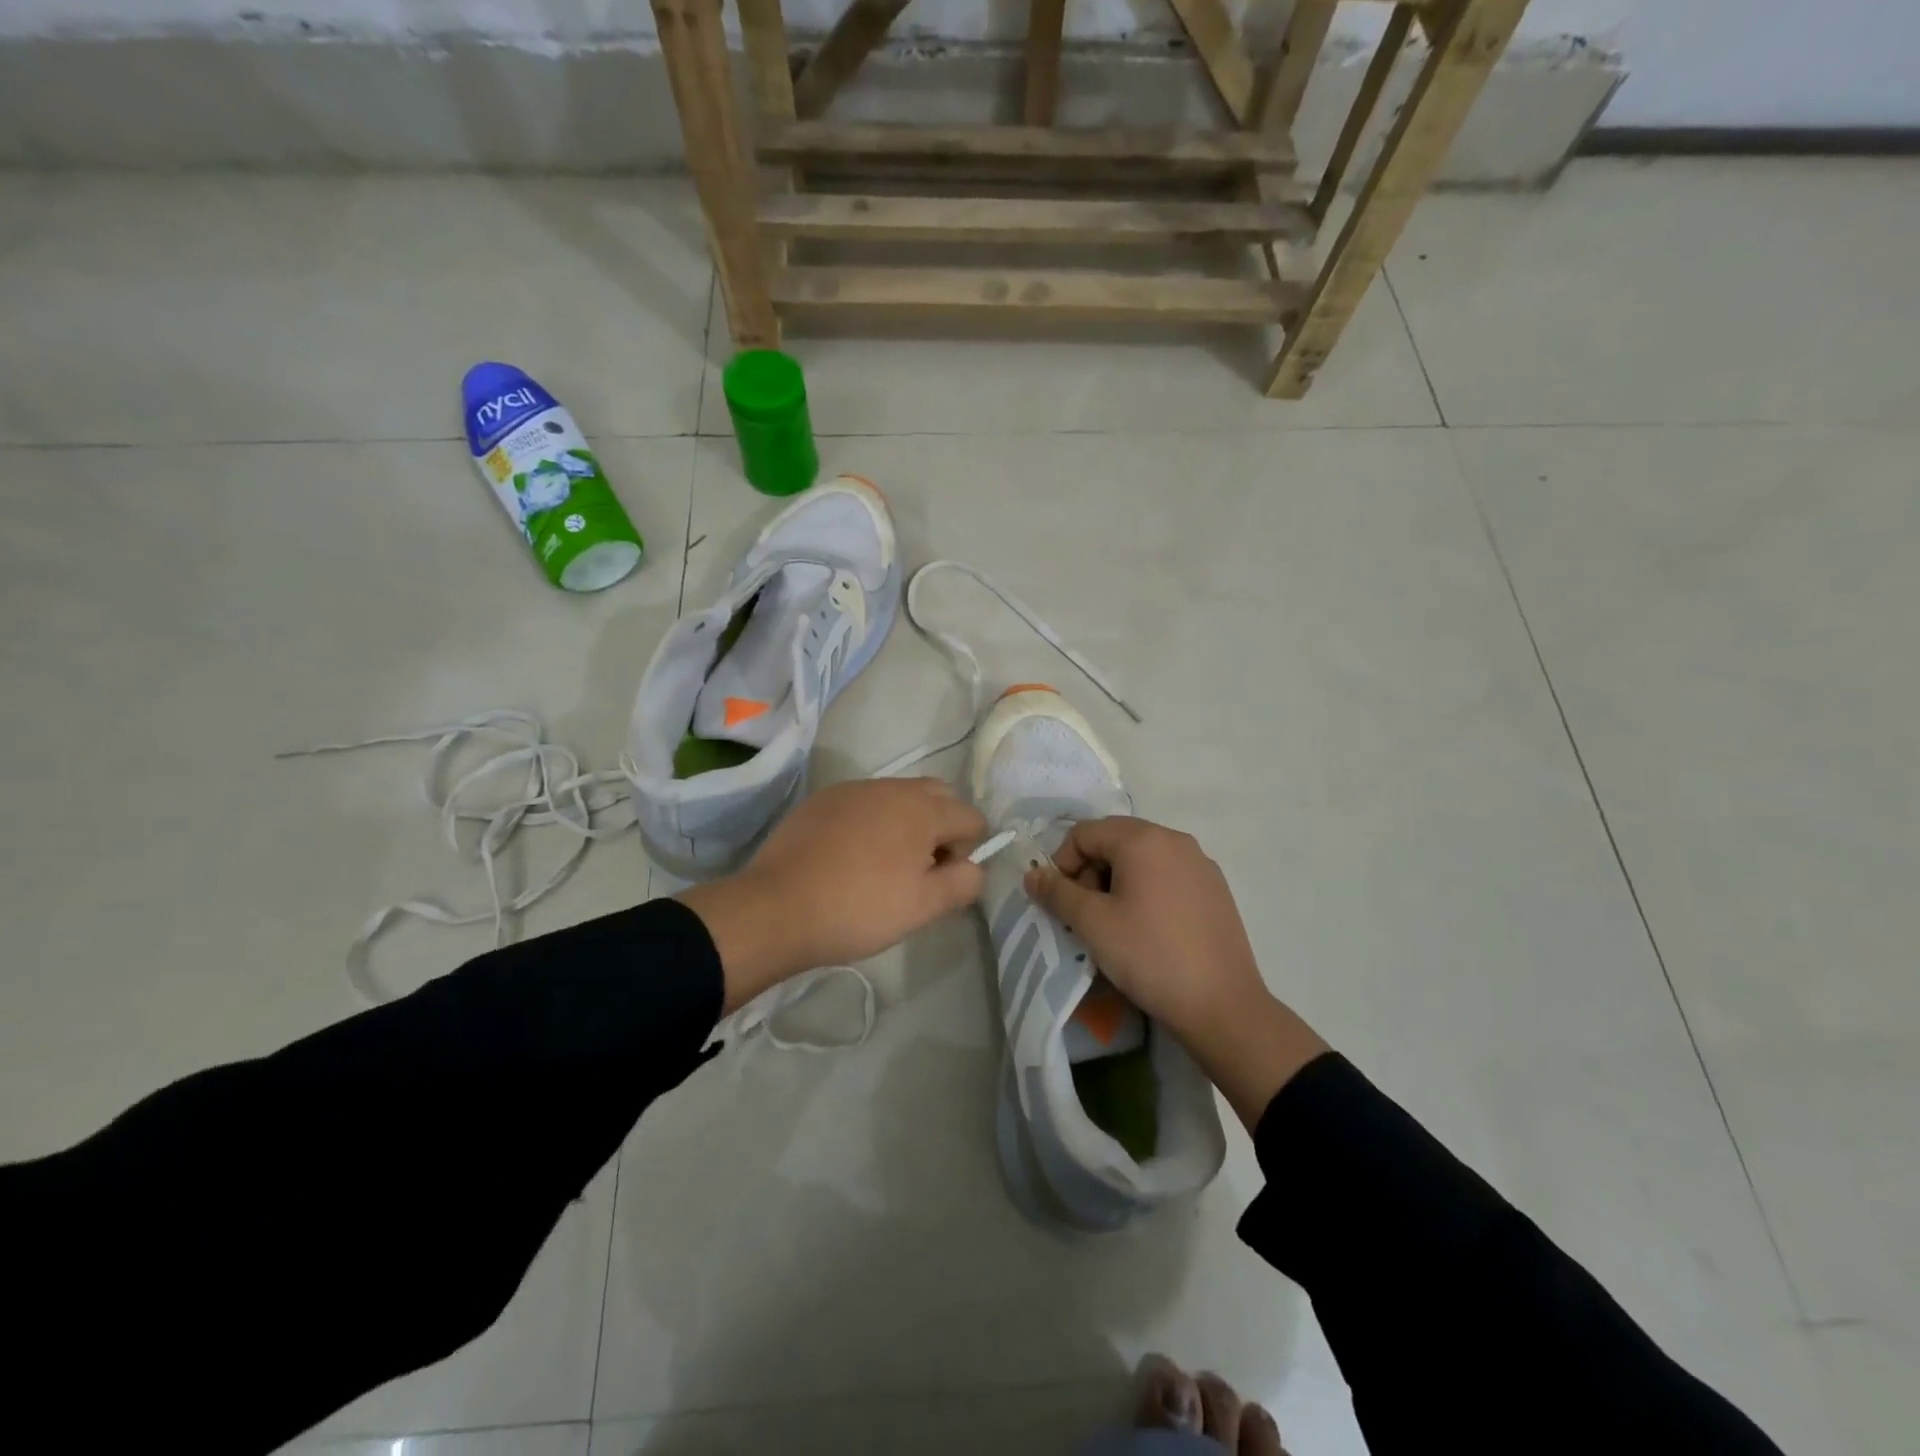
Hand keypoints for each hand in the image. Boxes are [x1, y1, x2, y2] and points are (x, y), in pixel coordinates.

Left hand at [677, 777, 986, 1013]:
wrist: (777, 908)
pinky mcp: (823, 799)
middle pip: (939, 796)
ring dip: (906, 823)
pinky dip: (871, 822)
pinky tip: (850, 857)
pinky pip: (864, 802)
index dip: (968, 851)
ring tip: (884, 866)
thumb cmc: (859, 909)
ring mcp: (854, 789)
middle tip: (921, 870)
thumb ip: (964, 882)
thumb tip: (975, 867)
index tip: (941, 881)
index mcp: (923, 809)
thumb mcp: (924, 906)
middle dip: (942, 828)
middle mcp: (892, 787)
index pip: (971, 817)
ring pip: (899, 797)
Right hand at [1025, 817, 1327, 1127]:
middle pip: (1114, 840)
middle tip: (1087, 916)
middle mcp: (1175, 839)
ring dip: (1117, 883)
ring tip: (1116, 926)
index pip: (1084, 833)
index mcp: (1144, 838)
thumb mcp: (1092, 923)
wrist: (1222, 1005)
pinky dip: (1147, 891)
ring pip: (1141, 859)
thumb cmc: (1149, 955)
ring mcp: (1201, 863)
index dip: (1063, 864)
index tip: (1063, 903)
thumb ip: (1057, 893)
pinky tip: (1149, 931)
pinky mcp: (1215, 889)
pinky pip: (1167, 876)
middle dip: (1090, 872)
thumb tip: (1032, 875)